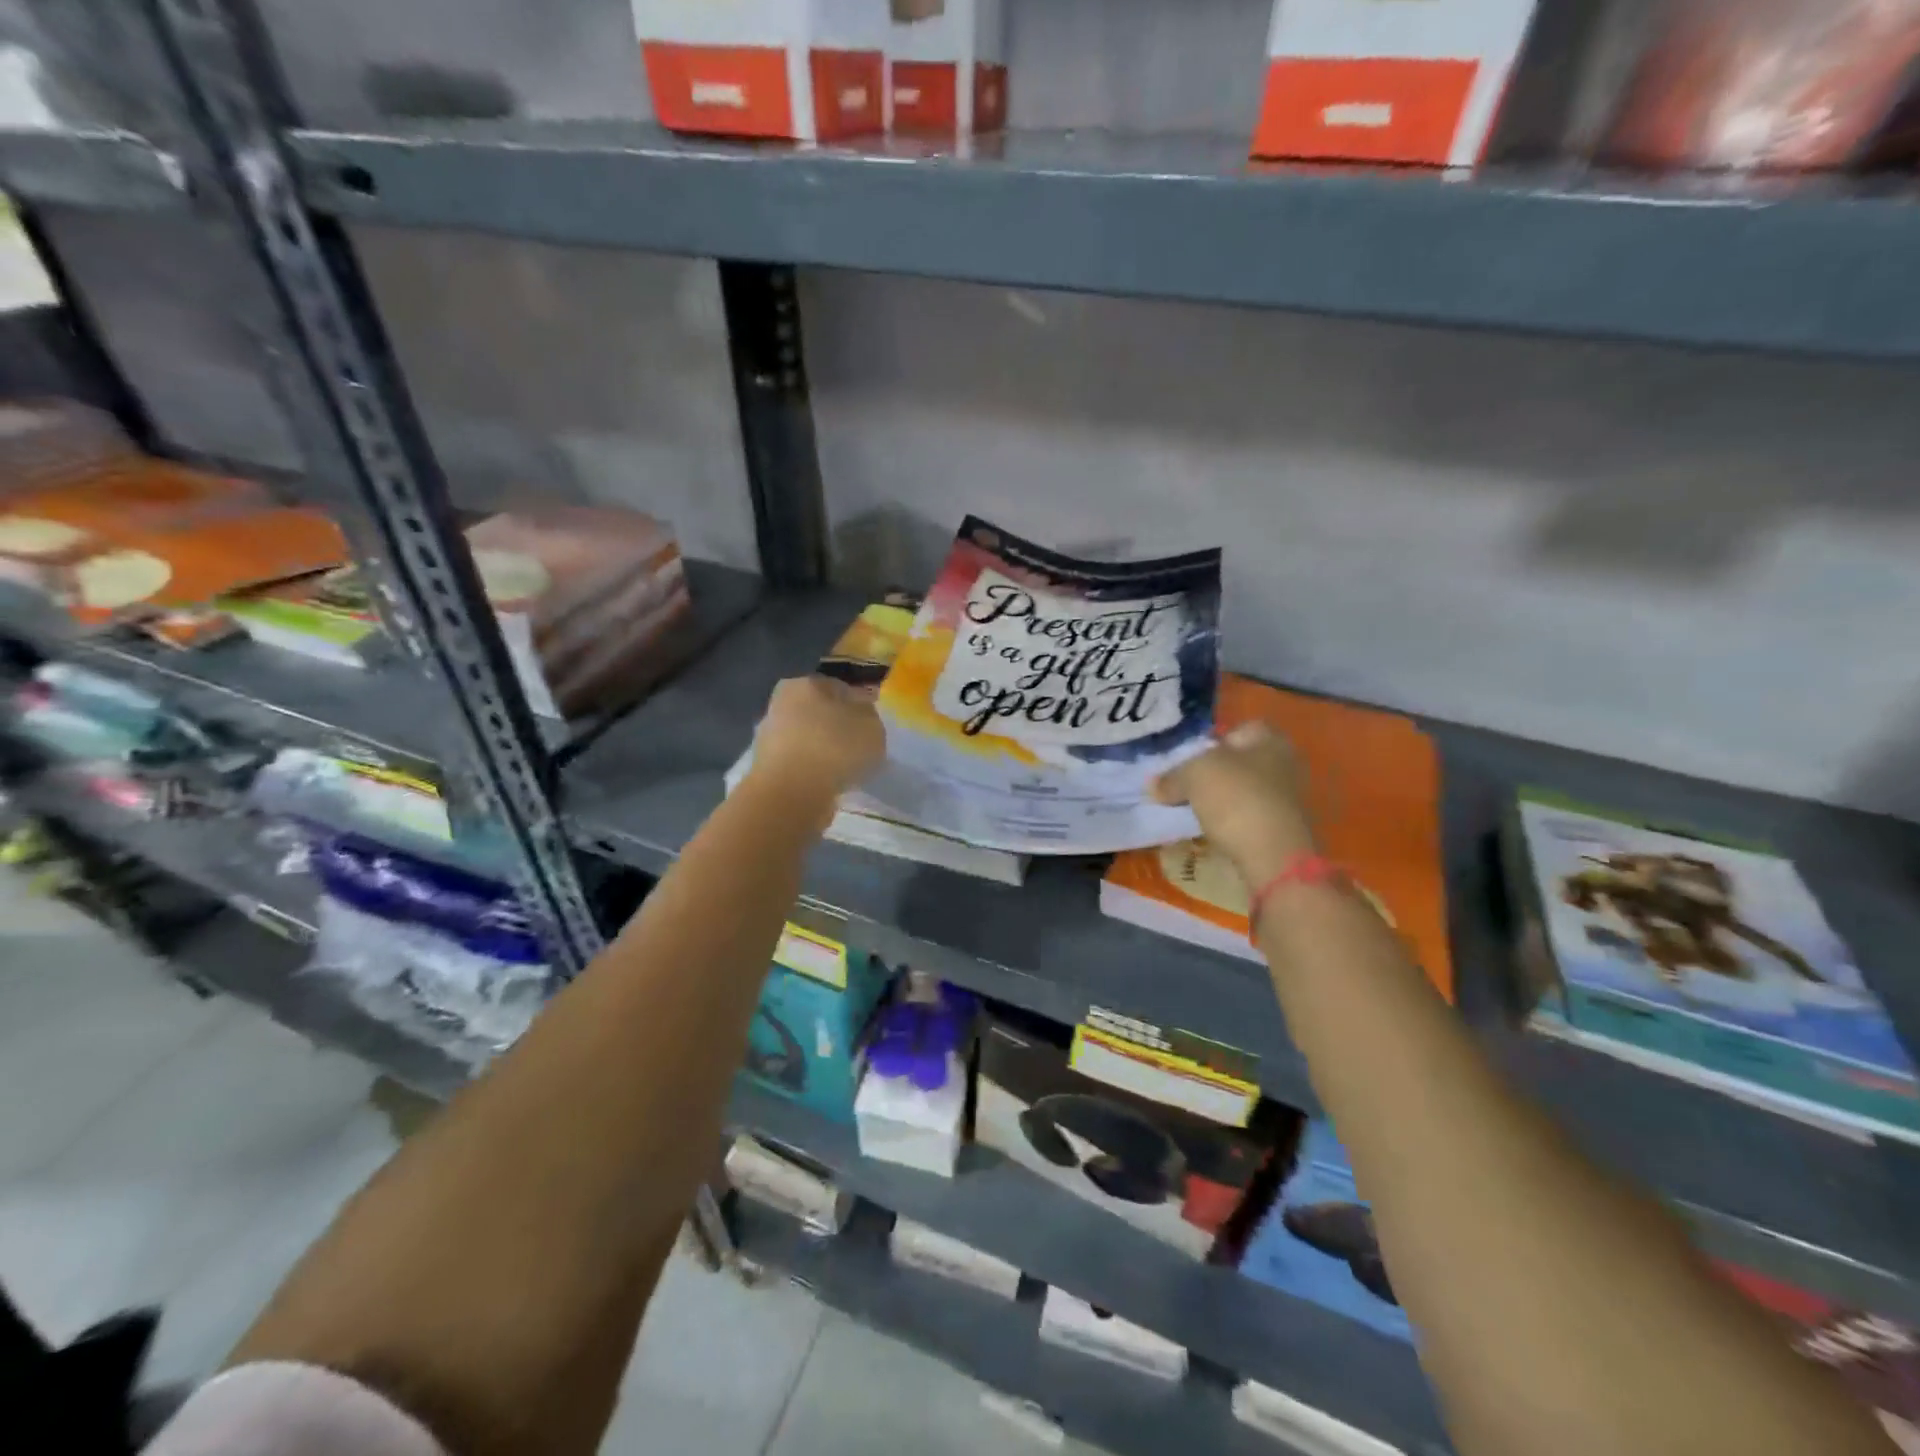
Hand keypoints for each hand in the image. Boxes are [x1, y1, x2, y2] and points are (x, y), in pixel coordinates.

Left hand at [748, 676, 885, 810]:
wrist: (791, 794)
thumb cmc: (834, 748)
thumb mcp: (872, 727)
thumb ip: (869, 717)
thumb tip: (861, 716)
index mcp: (805, 683)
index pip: (839, 688)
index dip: (859, 706)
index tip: (872, 727)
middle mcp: (780, 703)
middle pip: (819, 713)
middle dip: (838, 728)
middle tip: (860, 748)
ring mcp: (768, 736)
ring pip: (807, 739)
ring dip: (824, 751)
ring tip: (846, 770)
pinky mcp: (764, 767)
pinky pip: (799, 763)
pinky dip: (813, 771)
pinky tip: (828, 783)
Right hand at [1153, 722, 1316, 885]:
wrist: (1273, 855)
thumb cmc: (1236, 798)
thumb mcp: (1193, 777)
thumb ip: (1172, 777)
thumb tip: (1152, 785)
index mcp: (1270, 739)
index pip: (1239, 729)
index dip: (1212, 740)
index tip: (1189, 759)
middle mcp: (1285, 764)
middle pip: (1240, 762)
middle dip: (1214, 773)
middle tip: (1185, 785)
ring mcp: (1287, 799)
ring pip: (1243, 791)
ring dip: (1220, 800)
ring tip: (1193, 810)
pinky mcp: (1282, 829)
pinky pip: (1248, 817)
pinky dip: (1230, 822)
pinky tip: (1211, 831)